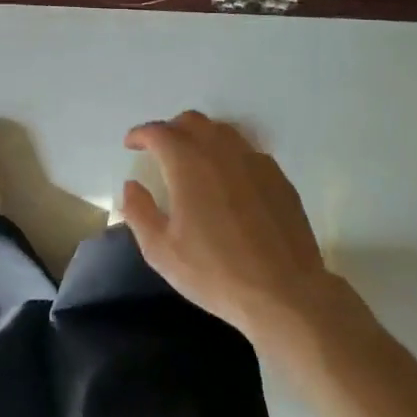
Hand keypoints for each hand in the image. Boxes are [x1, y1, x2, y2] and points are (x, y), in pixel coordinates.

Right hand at [119, 111, 349, 345]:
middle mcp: (221, 152)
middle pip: (192, 122)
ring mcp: (255, 162)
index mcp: (188, 164)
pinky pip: (247, 152)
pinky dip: (228, 155)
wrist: (285, 294)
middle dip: (170, 129)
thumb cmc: (215, 272)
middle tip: (159, 150)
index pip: (159, 132)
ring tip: (193, 160)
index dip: (141, 134)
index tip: (131, 144)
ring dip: (201, 137)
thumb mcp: (161, 251)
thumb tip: (132, 185)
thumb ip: (139, 212)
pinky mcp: (278, 178)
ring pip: (222, 131)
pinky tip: (227, 181)